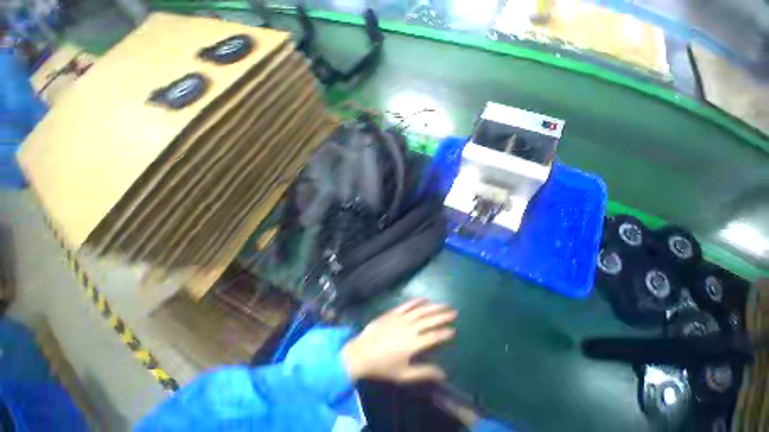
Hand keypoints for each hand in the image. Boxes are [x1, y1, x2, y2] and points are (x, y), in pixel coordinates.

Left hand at [342, 298, 456, 382]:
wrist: (362, 352)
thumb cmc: (383, 366)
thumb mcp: (404, 374)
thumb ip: (424, 372)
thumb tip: (443, 374)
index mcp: (413, 344)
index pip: (433, 336)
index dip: (444, 333)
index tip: (454, 330)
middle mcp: (409, 328)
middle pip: (429, 320)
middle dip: (443, 316)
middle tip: (454, 312)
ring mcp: (401, 318)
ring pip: (420, 310)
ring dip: (433, 307)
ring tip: (443, 304)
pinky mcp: (393, 312)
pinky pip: (407, 305)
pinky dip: (416, 301)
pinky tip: (424, 298)